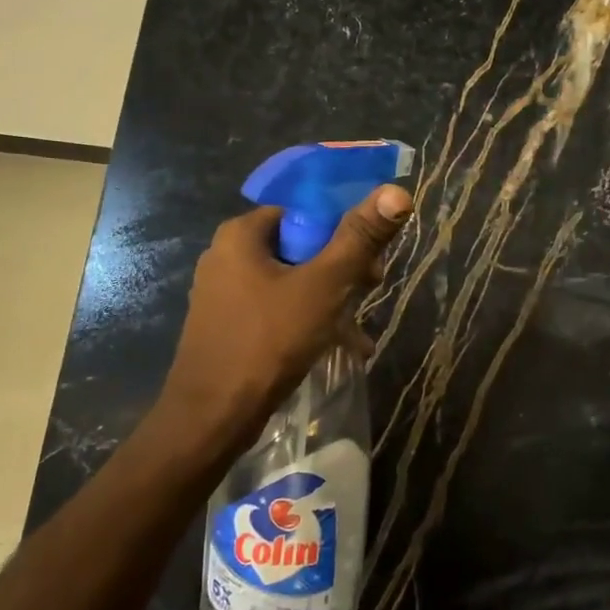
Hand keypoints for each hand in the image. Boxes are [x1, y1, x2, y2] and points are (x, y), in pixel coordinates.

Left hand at [142, 184, 412, 467]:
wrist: (212, 418)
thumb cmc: (268, 340)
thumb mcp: (324, 285)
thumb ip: (360, 238)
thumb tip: (396, 191)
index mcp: (241, 235)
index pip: (304, 210)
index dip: (344, 228)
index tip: (371, 257)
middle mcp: (227, 256)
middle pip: (300, 246)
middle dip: (342, 268)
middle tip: (372, 289)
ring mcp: (225, 294)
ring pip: (293, 281)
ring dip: (332, 299)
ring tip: (360, 328)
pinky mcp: (229, 326)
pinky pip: (279, 309)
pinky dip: (309, 320)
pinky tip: (342, 347)